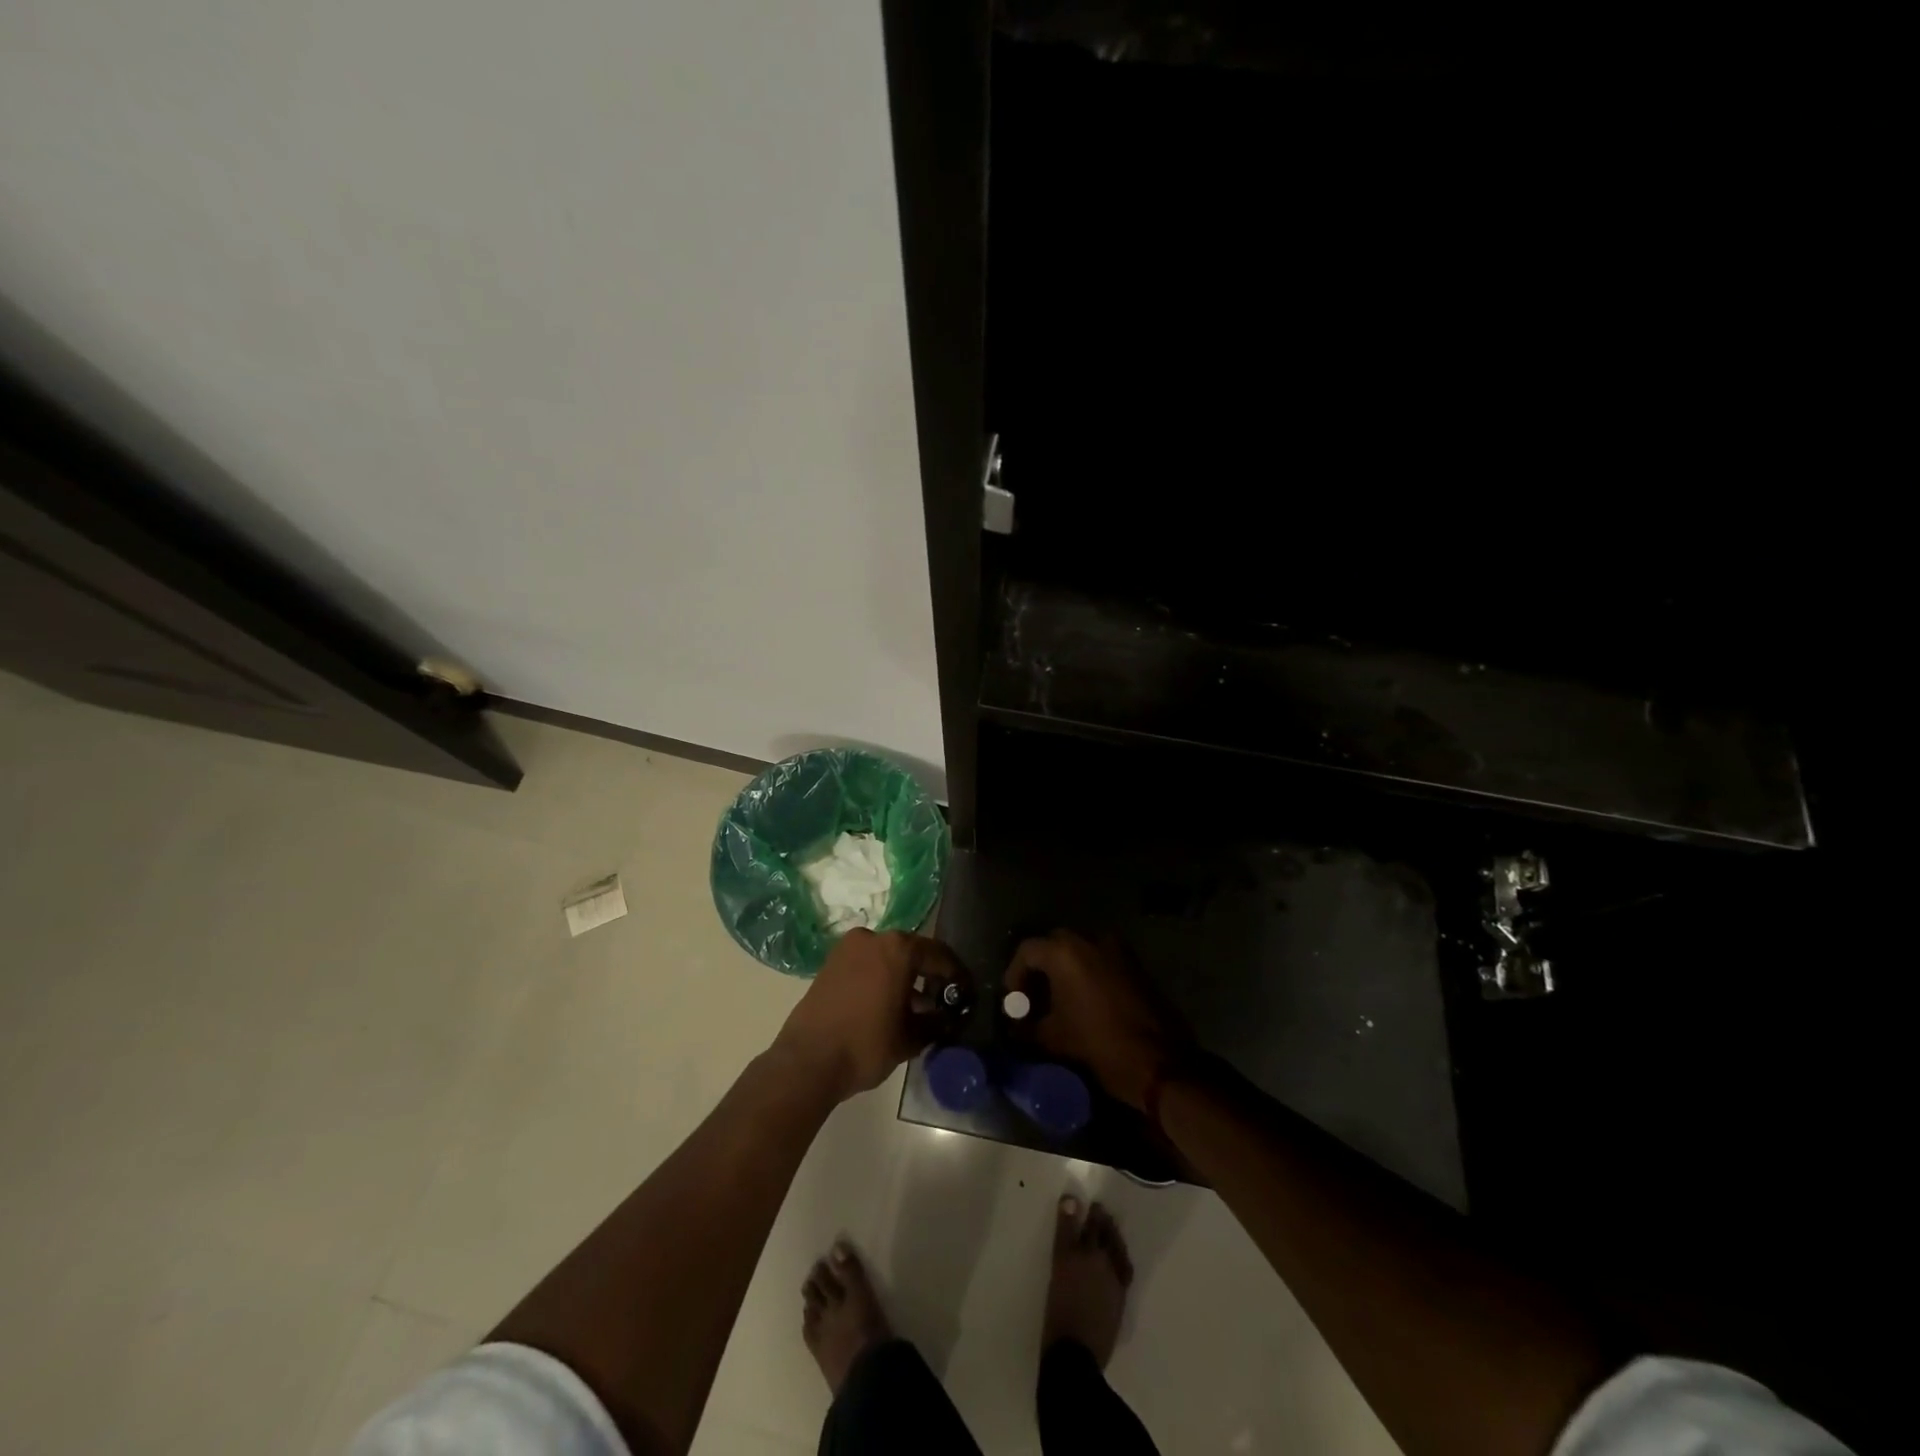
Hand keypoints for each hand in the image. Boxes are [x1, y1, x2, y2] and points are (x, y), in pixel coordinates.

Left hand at [773, 929, 959, 1101]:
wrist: (807, 1061)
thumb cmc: (866, 1045)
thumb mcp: (910, 1038)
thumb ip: (935, 1022)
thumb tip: (948, 1018)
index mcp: (898, 948)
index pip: (939, 954)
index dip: (956, 974)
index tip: (966, 991)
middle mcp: (873, 938)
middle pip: (912, 951)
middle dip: (929, 974)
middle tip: (944, 998)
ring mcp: (848, 948)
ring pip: (887, 957)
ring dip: (904, 977)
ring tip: (918, 1007)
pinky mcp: (830, 963)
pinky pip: (867, 964)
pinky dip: (882, 978)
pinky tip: (889, 1005)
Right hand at [1006, 930, 1189, 1109]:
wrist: (1161, 1063)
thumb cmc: (1100, 1045)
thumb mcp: (1054, 1039)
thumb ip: (1027, 1029)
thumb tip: (1015, 1028)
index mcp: (1065, 952)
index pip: (1027, 951)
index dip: (1014, 975)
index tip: (1012, 1001)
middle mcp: (1091, 940)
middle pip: (1054, 945)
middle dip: (1039, 969)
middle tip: (1033, 998)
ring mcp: (1118, 949)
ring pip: (1081, 950)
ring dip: (1065, 970)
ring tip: (1058, 1001)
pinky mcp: (1136, 964)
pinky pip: (1102, 960)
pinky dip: (1088, 974)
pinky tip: (1085, 1002)